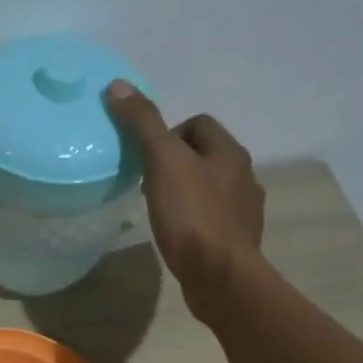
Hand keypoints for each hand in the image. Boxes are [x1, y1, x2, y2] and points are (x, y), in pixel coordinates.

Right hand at [105, 80, 264, 315]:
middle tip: (147, 184)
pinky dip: (194, 221)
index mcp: (229, 152)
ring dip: (186, 192)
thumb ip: (143, 124)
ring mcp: (244, 211)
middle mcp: (244, 176)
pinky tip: (178, 236)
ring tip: (160, 210)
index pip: (199, 123)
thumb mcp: (163, 162)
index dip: (169, 132)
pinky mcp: (236, 242)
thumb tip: (118, 85)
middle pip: (205, 156)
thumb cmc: (193, 217)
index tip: (146, 157)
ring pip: (210, 189)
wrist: (221, 277)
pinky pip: (212, 220)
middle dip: (176, 163)